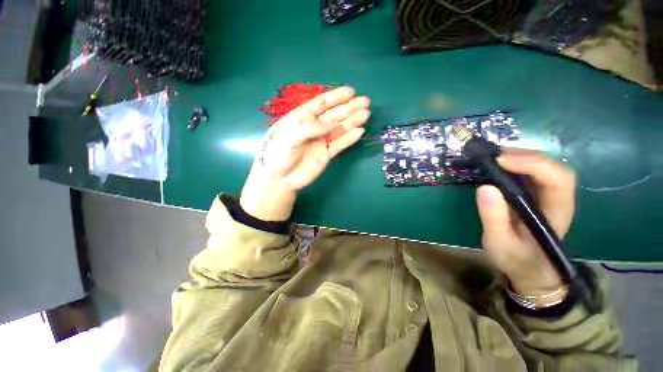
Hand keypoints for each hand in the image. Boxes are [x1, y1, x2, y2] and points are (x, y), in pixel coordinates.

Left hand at [240, 86, 370, 220]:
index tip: (351, 92)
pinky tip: (359, 132)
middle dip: (349, 108)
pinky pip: (339, 145)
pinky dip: (349, 139)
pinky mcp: (326, 154)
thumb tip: (331, 123)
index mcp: (301, 118)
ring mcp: (321, 141)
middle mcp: (313, 128)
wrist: (280, 179)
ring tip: (366, 114)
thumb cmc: (278, 154)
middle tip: (365, 101)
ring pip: (339, 129)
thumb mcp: (289, 137)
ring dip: (352, 122)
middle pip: (334, 115)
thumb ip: (310, 128)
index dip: (336, 97)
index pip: (321, 104)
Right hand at [476, 149, 575, 296]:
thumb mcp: (500, 243)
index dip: (532, 164)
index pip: (557, 179)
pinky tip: (498, 165)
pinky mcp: (535, 196)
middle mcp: (557, 199)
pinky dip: (515, 164)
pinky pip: (530, 173)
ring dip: (519, 157)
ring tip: (492, 157)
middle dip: (525, 156)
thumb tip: (485, 187)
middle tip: (493, 155)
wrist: (529, 270)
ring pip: (543, 167)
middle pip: (553, 167)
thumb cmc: (517, 259)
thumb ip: (494, 219)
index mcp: (556, 213)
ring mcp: (547, 196)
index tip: (500, 161)